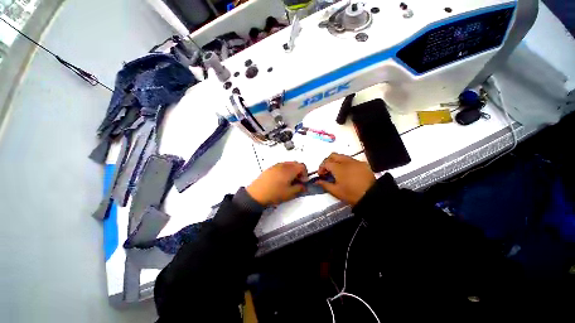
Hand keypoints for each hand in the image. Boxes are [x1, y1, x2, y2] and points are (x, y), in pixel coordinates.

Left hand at [247, 162, 307, 205]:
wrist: (256, 194)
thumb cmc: (274, 193)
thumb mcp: (290, 193)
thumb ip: (300, 188)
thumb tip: (304, 186)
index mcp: (289, 170)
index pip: (302, 166)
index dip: (305, 173)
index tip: (303, 181)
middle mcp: (283, 165)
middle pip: (296, 163)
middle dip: (299, 171)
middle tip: (297, 181)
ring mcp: (276, 165)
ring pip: (288, 164)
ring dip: (292, 170)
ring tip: (289, 181)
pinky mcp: (270, 168)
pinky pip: (281, 166)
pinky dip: (285, 170)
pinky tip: (281, 180)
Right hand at [316, 153, 375, 205]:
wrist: (372, 195)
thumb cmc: (351, 194)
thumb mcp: (336, 191)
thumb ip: (325, 184)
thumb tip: (317, 181)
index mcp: (338, 168)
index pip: (326, 163)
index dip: (321, 168)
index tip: (321, 175)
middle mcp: (346, 161)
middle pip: (333, 155)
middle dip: (328, 161)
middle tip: (327, 170)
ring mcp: (355, 161)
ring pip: (342, 156)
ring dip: (337, 161)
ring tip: (336, 171)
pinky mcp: (363, 164)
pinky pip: (351, 160)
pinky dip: (346, 163)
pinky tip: (347, 172)